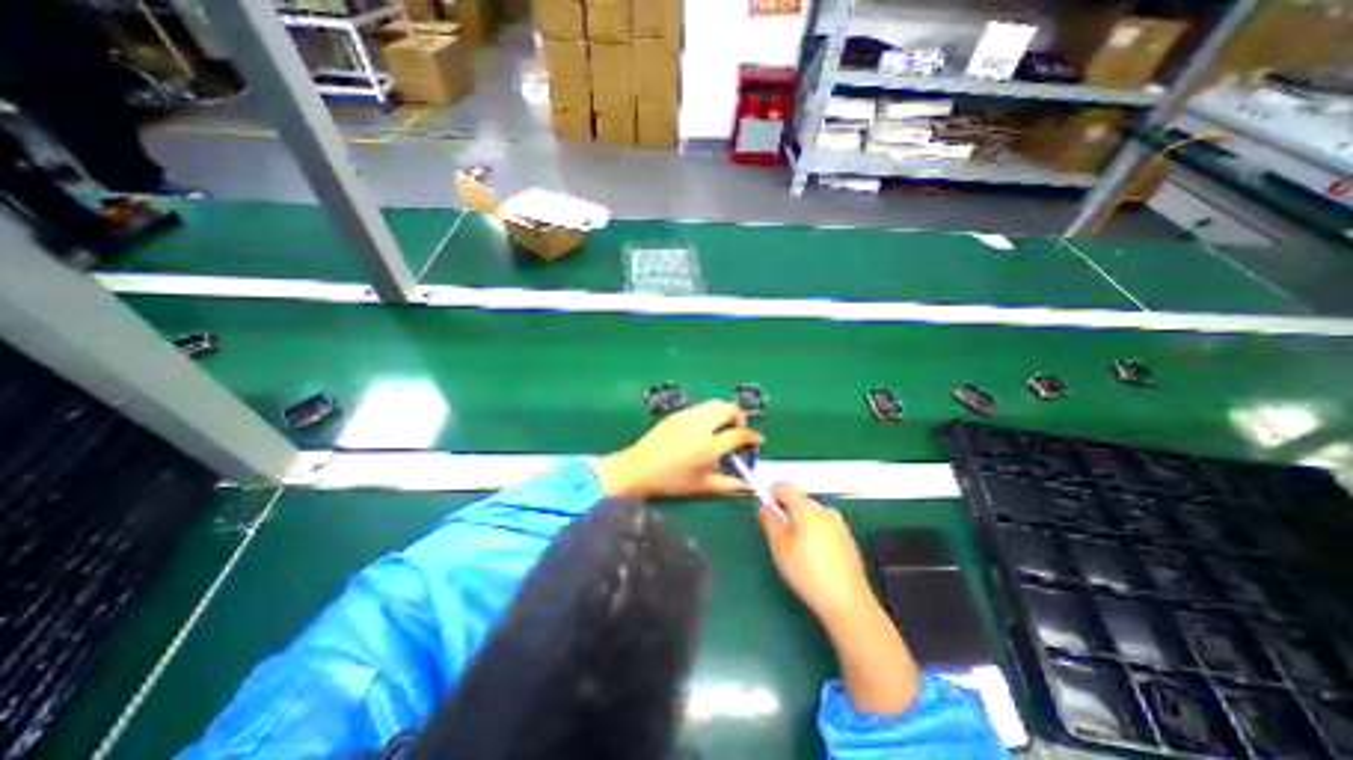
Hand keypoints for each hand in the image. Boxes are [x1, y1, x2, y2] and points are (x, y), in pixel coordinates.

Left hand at [597, 399, 766, 500]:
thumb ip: (728, 484)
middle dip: (739, 418)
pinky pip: (701, 407)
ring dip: (724, 413)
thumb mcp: (702, 486)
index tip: (757, 440)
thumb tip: (747, 485)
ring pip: (715, 403)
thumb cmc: (671, 480)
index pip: (739, 433)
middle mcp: (701, 424)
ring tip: (721, 429)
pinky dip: (710, 413)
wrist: (638, 468)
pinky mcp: (678, 413)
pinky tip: (704, 429)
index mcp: (709, 444)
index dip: (752, 436)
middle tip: (737, 432)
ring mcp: (688, 416)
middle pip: (729, 408)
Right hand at [758, 486, 872, 628]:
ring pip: (811, 513)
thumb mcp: (780, 547)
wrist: (848, 603)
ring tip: (796, 550)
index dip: (771, 493)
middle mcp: (824, 509)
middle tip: (778, 536)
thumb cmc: (808, 573)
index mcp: (807, 508)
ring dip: (800, 523)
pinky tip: (813, 557)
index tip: (765, 510)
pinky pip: (823, 525)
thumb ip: (770, 521)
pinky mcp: (847, 537)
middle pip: (798, 500)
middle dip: (786, 511)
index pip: (784, 486)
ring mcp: (839, 523)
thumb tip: (765, 505)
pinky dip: (813, 532)